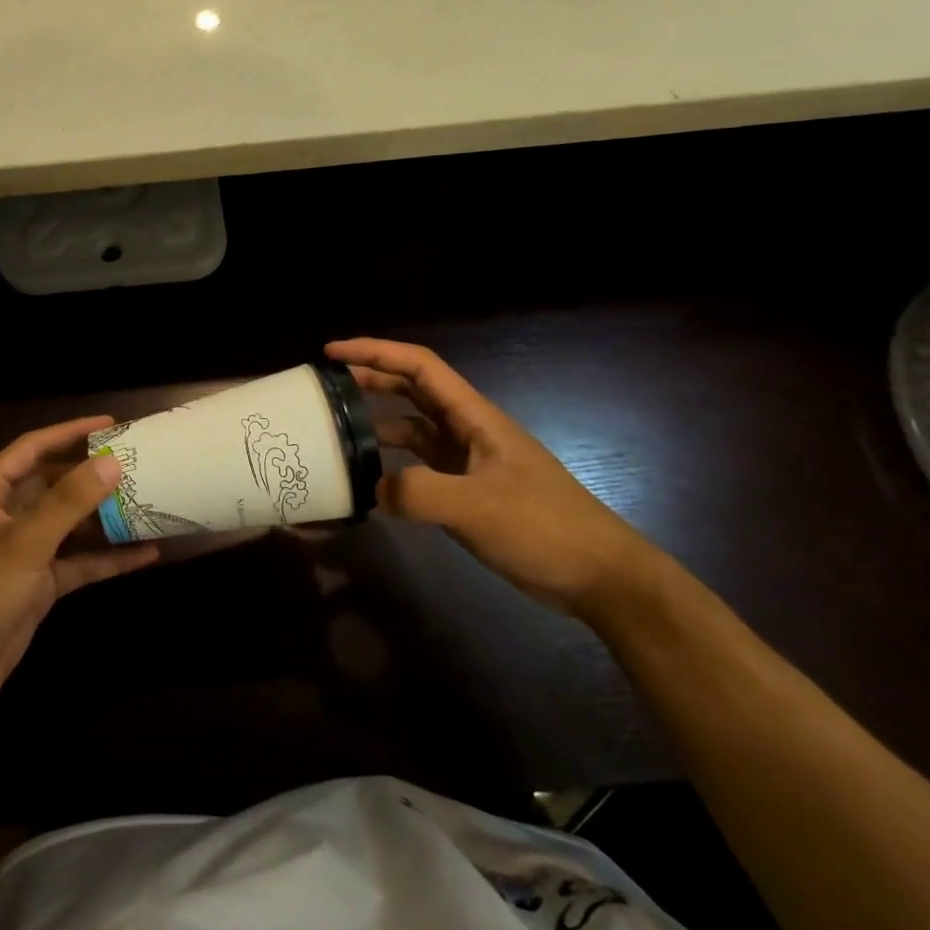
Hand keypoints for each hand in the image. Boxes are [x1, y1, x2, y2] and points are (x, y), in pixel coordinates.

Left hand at [0, 416, 158, 718]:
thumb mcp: (25, 543)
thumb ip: (69, 501)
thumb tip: (112, 462)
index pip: (32, 448)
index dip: (69, 432)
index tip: (110, 424)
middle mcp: (5, 515)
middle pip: (53, 483)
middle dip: (92, 474)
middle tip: (135, 462)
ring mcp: (23, 550)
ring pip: (69, 523)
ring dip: (104, 516)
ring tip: (147, 499)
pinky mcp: (38, 582)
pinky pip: (78, 561)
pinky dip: (107, 557)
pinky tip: (145, 553)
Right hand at [326, 338, 661, 617]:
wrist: (601, 577)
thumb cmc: (543, 528)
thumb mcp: (476, 508)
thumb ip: (418, 492)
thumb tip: (374, 486)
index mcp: (475, 417)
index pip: (420, 366)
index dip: (375, 351)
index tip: (333, 352)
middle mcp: (469, 431)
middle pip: (414, 390)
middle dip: (371, 378)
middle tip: (327, 386)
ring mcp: (470, 462)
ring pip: (415, 427)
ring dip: (379, 422)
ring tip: (340, 431)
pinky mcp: (470, 492)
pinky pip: (421, 465)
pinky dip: (394, 464)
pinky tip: (373, 481)